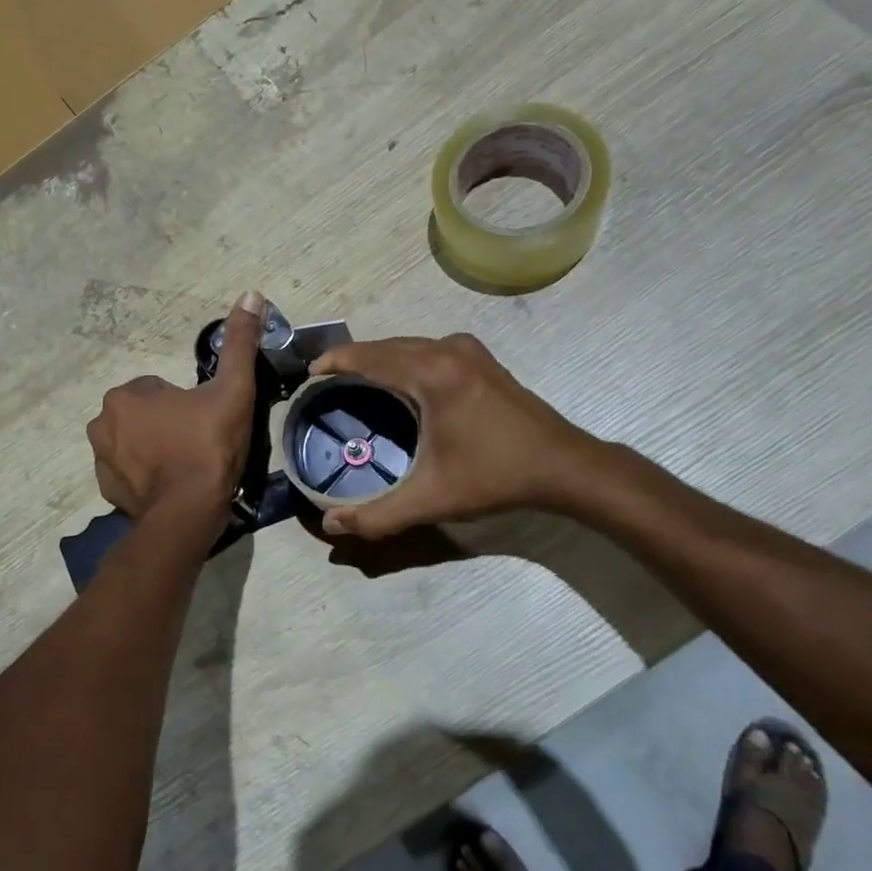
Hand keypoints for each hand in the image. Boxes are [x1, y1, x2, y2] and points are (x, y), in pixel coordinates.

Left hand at [87, 292, 265, 521]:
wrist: (189, 512)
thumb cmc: (208, 446)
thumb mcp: (232, 390)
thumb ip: (239, 343)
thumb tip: (251, 294)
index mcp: (126, 395)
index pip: (158, 389)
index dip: (186, 405)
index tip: (205, 423)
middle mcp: (101, 423)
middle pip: (144, 416)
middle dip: (166, 425)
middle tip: (198, 445)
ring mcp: (101, 460)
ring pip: (133, 444)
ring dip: (154, 450)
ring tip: (186, 468)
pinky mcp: (106, 491)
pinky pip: (127, 474)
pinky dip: (145, 478)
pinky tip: (171, 487)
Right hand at [306, 333, 609, 538]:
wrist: (563, 466)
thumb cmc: (495, 477)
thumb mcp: (432, 499)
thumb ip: (378, 515)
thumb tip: (330, 525)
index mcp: (431, 374)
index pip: (368, 356)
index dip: (333, 361)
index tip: (308, 376)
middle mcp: (447, 350)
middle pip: (385, 346)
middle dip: (352, 360)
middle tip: (325, 384)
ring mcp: (467, 350)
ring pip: (407, 345)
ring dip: (378, 358)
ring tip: (353, 382)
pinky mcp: (481, 359)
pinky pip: (427, 349)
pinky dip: (404, 359)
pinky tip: (397, 383)